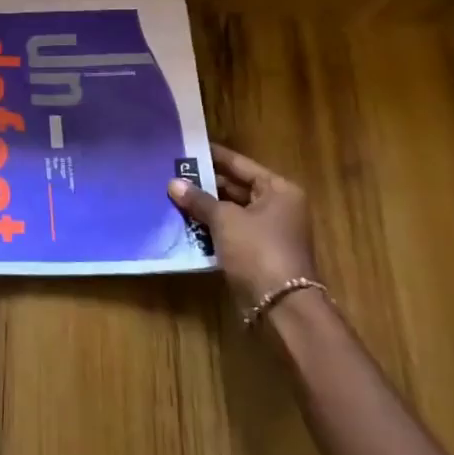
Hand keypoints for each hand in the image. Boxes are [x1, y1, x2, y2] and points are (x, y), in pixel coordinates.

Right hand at [168, 143, 316, 313]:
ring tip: (172, 196)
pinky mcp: (257, 254)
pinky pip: (229, 233)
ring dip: (205, 208)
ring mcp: (268, 232)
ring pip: (231, 212)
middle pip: (236, 188)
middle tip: (172, 174)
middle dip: (205, 184)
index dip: (213, 157)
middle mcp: (278, 207)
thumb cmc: (258, 250)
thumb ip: (199, 199)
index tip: (186, 148)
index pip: (240, 165)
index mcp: (279, 190)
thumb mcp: (225, 219)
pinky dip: (210, 229)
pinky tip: (184, 223)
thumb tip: (173, 183)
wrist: (281, 306)